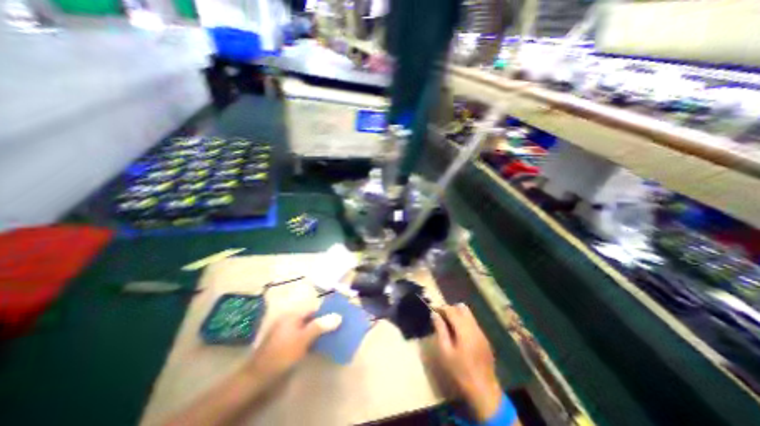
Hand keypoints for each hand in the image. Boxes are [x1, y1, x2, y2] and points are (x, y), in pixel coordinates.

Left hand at [246, 308, 341, 384]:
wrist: (258, 380)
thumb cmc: (281, 355)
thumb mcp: (302, 339)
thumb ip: (320, 326)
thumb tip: (339, 316)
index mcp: (292, 316)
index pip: (314, 308)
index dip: (327, 310)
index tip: (341, 314)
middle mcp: (291, 322)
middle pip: (313, 318)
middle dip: (326, 321)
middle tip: (341, 324)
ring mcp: (290, 335)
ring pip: (310, 329)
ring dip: (322, 331)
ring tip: (337, 334)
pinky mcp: (290, 347)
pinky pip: (306, 339)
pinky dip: (315, 340)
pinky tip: (324, 345)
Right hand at [433, 304, 503, 421]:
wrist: (484, 391)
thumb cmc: (460, 371)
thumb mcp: (445, 352)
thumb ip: (440, 330)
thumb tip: (434, 314)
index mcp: (464, 329)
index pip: (451, 310)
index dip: (441, 307)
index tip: (433, 309)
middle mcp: (474, 327)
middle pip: (462, 308)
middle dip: (451, 309)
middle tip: (441, 317)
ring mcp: (481, 332)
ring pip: (469, 314)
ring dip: (458, 314)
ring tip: (449, 325)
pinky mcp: (485, 339)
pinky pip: (473, 323)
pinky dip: (464, 322)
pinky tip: (459, 334)